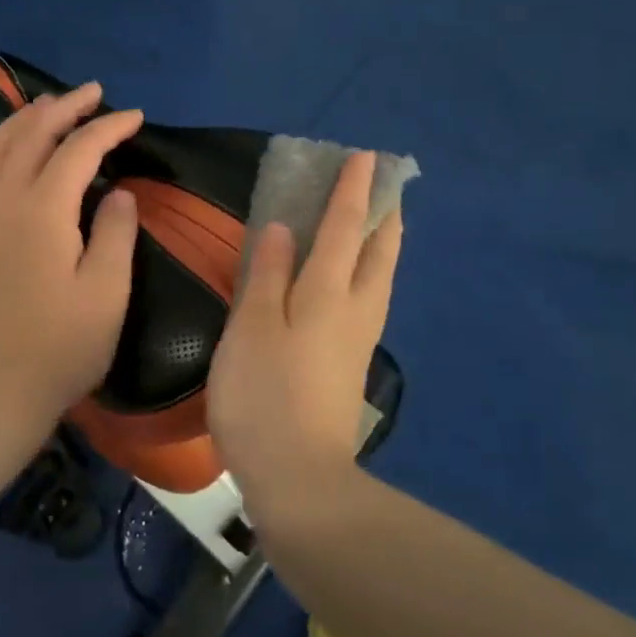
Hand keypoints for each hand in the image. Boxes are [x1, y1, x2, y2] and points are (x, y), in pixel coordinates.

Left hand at [0, 83, 143, 425]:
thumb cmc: (61, 348)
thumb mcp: (107, 294)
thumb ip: (116, 233)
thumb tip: (118, 191)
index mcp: (41, 212)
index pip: (78, 149)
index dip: (108, 127)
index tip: (135, 117)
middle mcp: (1, 200)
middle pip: (31, 134)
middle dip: (65, 107)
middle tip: (94, 93)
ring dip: (27, 118)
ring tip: (52, 105)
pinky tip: (10, 148)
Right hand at [207, 151, 402, 524]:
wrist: (299, 478)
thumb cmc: (264, 396)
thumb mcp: (251, 329)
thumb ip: (266, 275)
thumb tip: (283, 228)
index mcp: (327, 294)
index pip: (345, 229)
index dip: (352, 191)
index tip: (364, 157)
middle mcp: (354, 310)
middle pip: (379, 252)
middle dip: (384, 214)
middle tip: (384, 185)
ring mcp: (358, 340)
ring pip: (380, 277)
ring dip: (382, 242)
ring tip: (376, 221)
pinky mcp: (351, 365)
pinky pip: (369, 298)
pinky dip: (369, 270)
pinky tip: (354, 278)